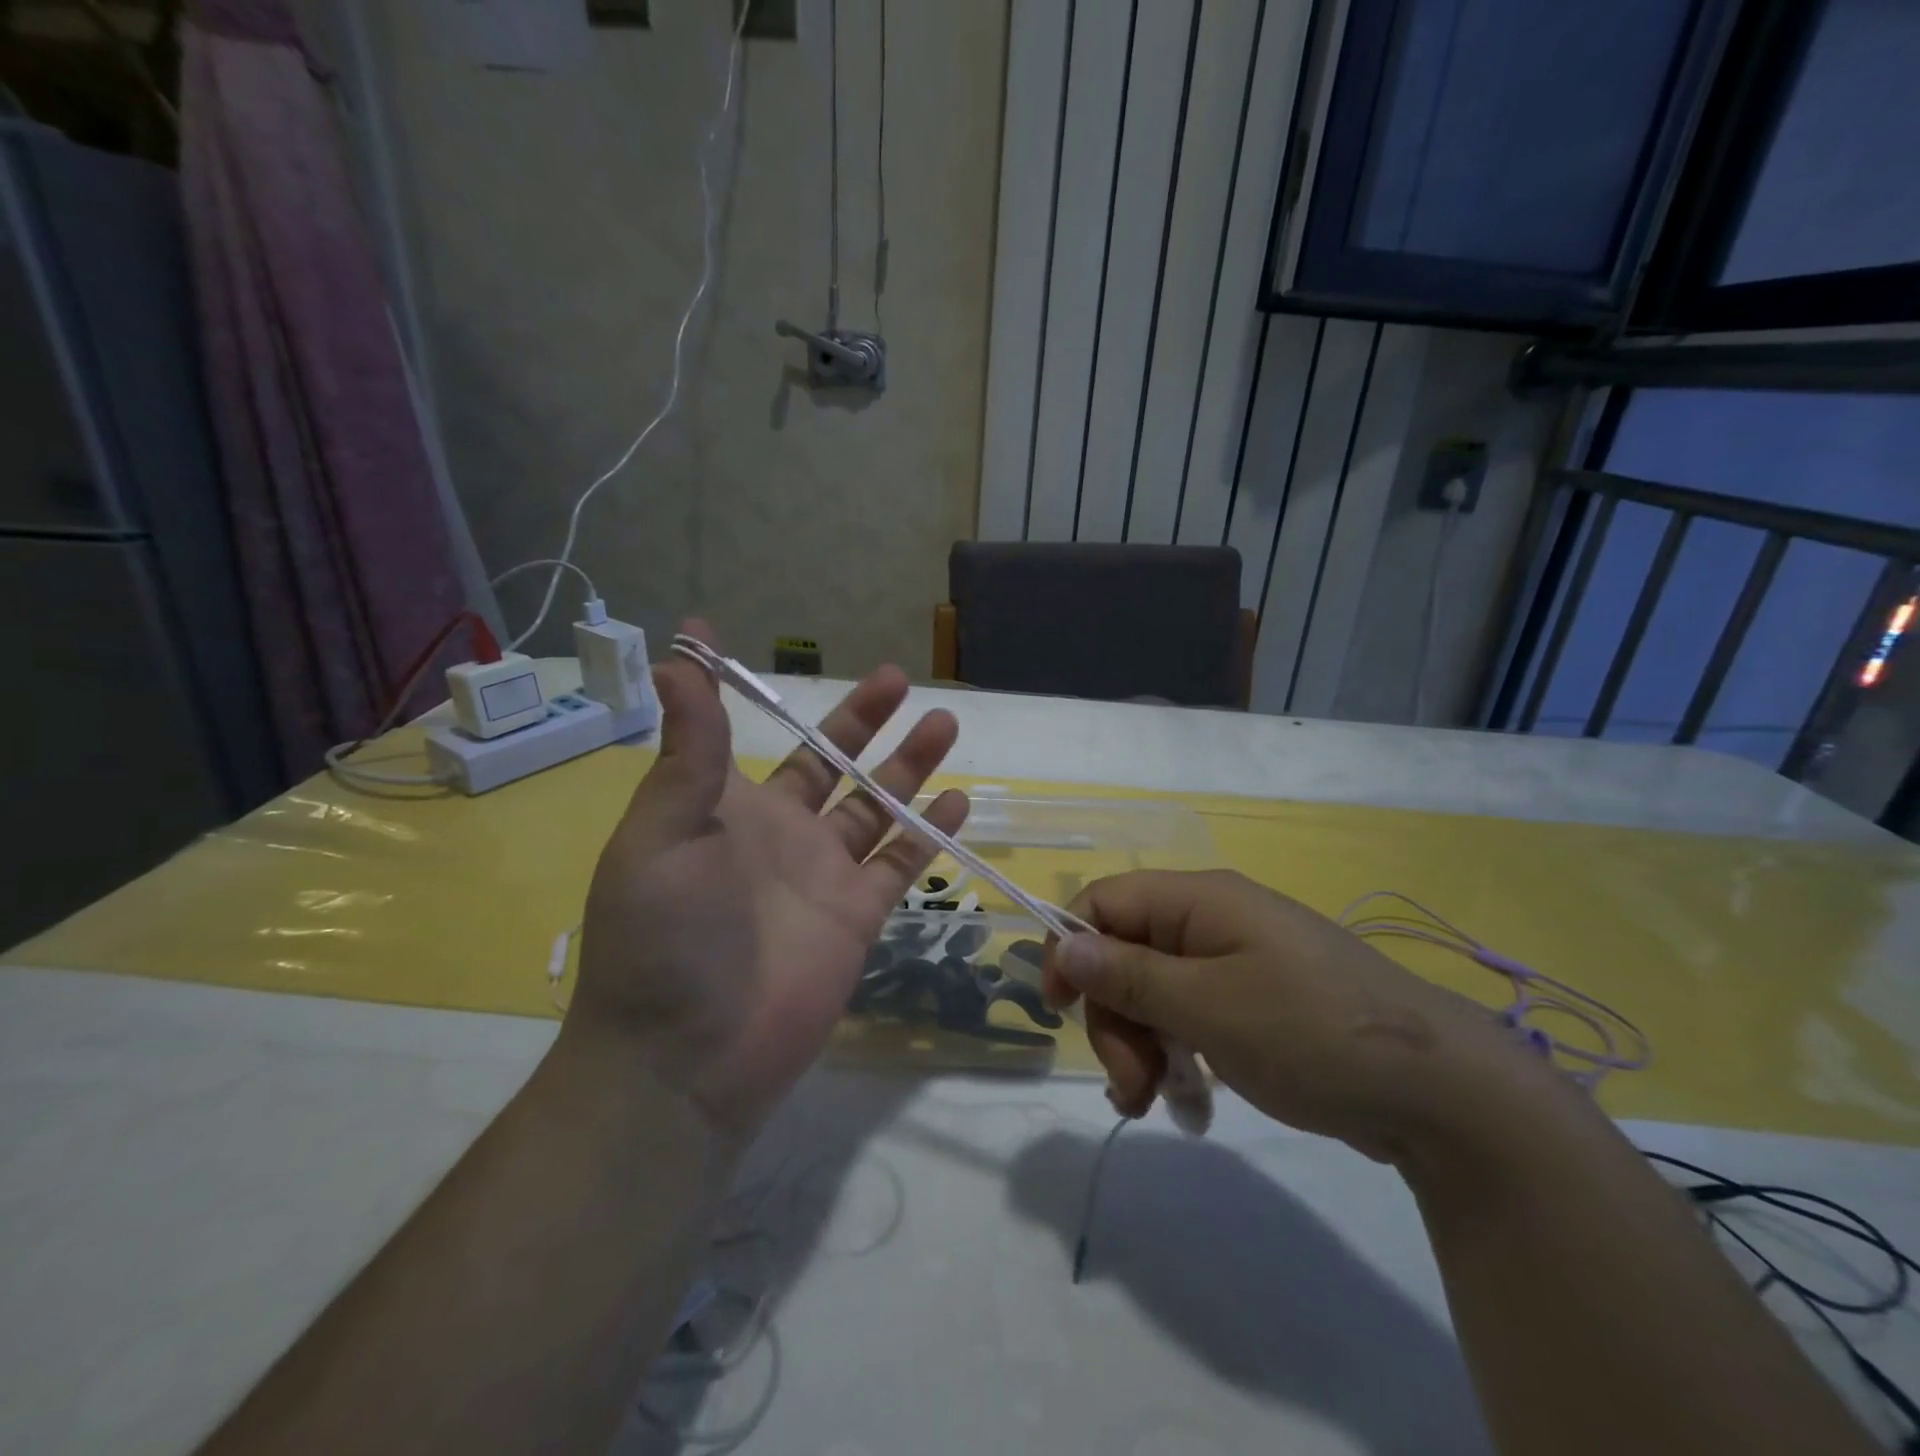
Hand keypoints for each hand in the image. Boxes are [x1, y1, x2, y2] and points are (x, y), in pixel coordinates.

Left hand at [565, 621, 967, 1137]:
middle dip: (864, 722)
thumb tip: (678, 652)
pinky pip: (901, 865)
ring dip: (909, 767)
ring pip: (877, 807)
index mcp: (727, 808)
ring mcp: (823, 875)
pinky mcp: (858, 917)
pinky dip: (929, 834)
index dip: (761, 696)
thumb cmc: (664, 936)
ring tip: (943, 723)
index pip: (749, 736)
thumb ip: (689, 746)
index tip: (763, 648)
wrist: (687, 1058)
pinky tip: (957, 801)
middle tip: (899, 679)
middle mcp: (780, 833)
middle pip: (833, 763)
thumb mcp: (662, 830)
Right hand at [1042, 870, 1545, 1164]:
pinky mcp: (1254, 1003)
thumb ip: (1129, 974)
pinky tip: (1185, 1099)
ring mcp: (1235, 962)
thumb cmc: (1312, 1032)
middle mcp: (1211, 921)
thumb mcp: (1208, 1005)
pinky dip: (1176, 1053)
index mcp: (1198, 901)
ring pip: (1154, 991)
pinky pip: (1190, 1015)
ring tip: (1152, 1101)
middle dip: (1113, 1016)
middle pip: (1125, 953)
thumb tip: (1062, 943)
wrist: (1442, 1093)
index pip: (1103, 901)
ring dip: (1140, 1043)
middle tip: (1128, 1082)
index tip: (1060, 1010)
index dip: (1070, 947)